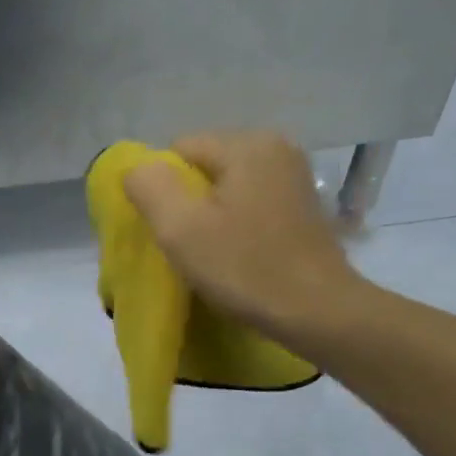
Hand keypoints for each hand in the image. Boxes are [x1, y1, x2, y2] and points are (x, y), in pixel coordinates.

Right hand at [122, 130, 371, 356]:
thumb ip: (149, 186)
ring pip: (227, 186)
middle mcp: (276, 147)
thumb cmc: (245, 268)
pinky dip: (237, 222)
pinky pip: (251, 202)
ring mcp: (294, 176)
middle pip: (204, 165)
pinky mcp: (303, 205)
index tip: (169, 230)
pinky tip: (240, 253)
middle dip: (188, 200)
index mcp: (247, 144)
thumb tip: (138, 168)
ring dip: (211, 214)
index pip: (179, 149)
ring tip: (213, 251)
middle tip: (188, 245)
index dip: (163, 189)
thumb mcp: (180, 228)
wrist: (317, 311)